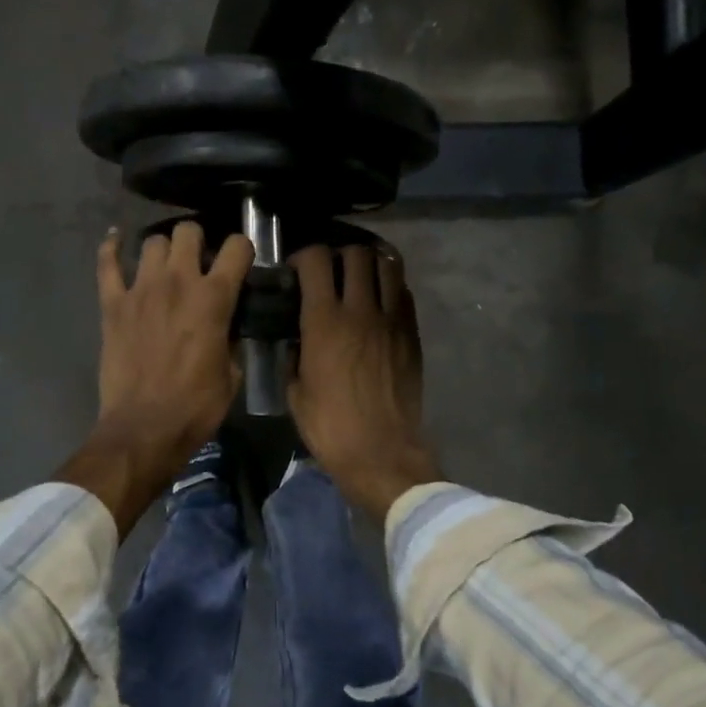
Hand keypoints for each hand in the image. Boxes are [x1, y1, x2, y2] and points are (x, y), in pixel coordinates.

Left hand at [57, 222, 253, 536]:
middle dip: (198, 240)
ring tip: (165, 264)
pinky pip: (107, 263)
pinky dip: (111, 247)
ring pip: (152, 241)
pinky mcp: (112, 303)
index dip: (242, 249)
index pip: (237, 247)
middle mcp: (178, 281)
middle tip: (199, 261)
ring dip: (163, 249)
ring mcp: (140, 289)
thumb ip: (231, 338)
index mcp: (214, 298)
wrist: (144, 429)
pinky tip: (116, 239)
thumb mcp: (231, 374)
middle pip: (188, 231)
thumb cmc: (196, 406)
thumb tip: (228, 326)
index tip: (239, 263)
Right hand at [289, 242, 443, 524]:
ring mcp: (391, 319)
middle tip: (330, 272)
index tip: (296, 270)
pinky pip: (403, 293)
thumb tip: (297, 336)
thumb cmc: (330, 426)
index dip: (304, 256)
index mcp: (324, 321)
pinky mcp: (411, 333)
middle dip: (338, 255)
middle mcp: (360, 309)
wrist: (381, 452)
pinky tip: (379, 301)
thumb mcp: (295, 390)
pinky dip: (390, 287)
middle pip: (356, 254)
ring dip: (369, 264)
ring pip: (387, 265)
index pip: (316, 260)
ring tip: (359, 276)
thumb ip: (294, 353)